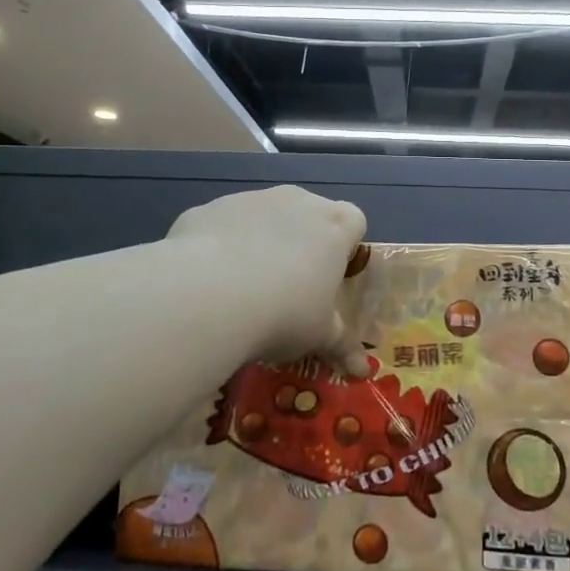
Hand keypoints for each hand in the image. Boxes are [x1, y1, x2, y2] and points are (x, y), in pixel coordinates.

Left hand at [167, 185, 367, 367]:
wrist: (207, 295)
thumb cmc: (284, 312)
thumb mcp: (319, 336)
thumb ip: (341, 345)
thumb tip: (361, 370)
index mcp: (333, 225)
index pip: (353, 222)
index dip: (344, 248)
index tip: (330, 278)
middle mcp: (294, 201)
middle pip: (307, 215)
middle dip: (301, 244)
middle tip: (289, 289)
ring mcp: (248, 200)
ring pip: (262, 217)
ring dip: (260, 243)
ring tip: (244, 290)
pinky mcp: (208, 209)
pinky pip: (222, 226)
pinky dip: (219, 247)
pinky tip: (208, 283)